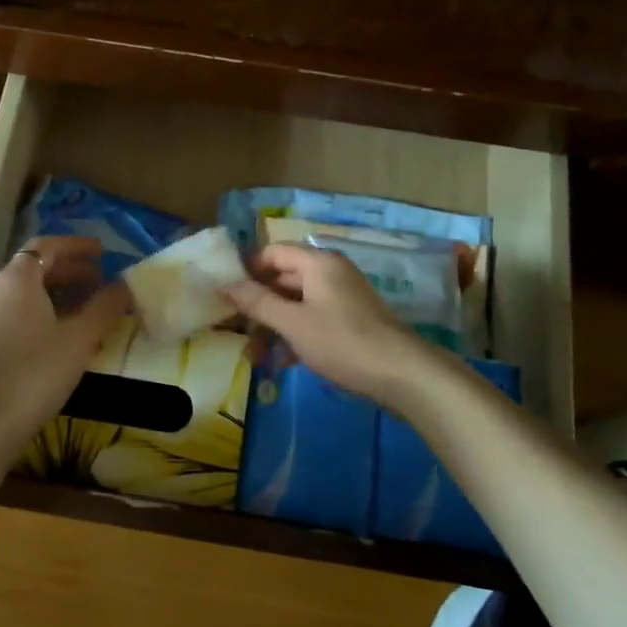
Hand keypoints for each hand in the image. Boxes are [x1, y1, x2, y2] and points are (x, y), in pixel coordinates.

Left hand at [0, 235, 127, 450]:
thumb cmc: (38, 371)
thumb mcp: (81, 337)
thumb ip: (105, 306)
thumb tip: (125, 285)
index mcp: (16, 279)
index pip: (46, 246)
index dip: (76, 246)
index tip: (103, 252)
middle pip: (34, 268)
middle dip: (70, 270)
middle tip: (100, 280)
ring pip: (26, 294)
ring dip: (58, 293)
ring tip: (88, 307)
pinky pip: (19, 314)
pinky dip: (44, 312)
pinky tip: (64, 335)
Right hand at [224, 243, 436, 406]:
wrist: (401, 374)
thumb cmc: (342, 342)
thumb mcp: (293, 323)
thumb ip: (258, 302)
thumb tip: (227, 285)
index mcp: (318, 263)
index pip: (273, 253)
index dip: (248, 270)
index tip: (225, 295)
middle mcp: (330, 273)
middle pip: (283, 280)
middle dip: (258, 306)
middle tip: (234, 332)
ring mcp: (341, 298)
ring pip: (296, 304)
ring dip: (273, 327)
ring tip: (255, 358)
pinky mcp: (349, 322)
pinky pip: (312, 320)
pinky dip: (294, 336)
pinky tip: (280, 364)